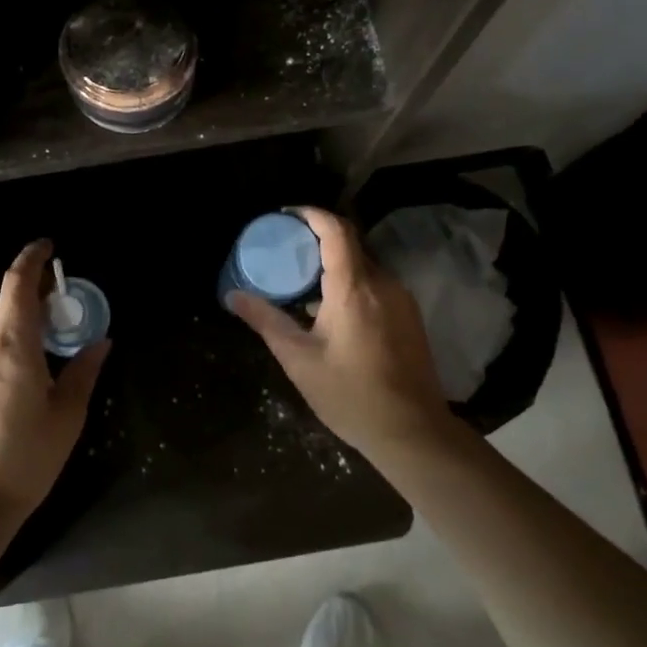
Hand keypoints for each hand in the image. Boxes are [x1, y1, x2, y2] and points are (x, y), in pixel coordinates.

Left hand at [0, 239, 109, 517]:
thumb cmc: (27, 458)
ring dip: (6, 310)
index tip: (48, 247)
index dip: (32, 258)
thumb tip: (101, 341)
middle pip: (0, 297)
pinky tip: (4, 359)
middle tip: (52, 302)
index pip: (17, 284)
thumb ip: (83, 370)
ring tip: (29, 331)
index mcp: (12, 348)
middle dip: (26, 289)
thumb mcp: (67, 416)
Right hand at [228, 207, 449, 459]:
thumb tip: (232, 295)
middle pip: (350, 243)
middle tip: (286, 248)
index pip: (335, 230)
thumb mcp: (299, 359)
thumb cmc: (351, 395)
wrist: (414, 433)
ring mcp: (401, 298)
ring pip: (364, 264)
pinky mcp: (409, 315)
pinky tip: (331, 307)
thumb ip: (266, 321)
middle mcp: (383, 283)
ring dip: (334, 262)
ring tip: (303, 278)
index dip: (311, 214)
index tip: (286, 215)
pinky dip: (351, 281)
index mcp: (354, 287)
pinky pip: (376, 283)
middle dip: (317, 238)